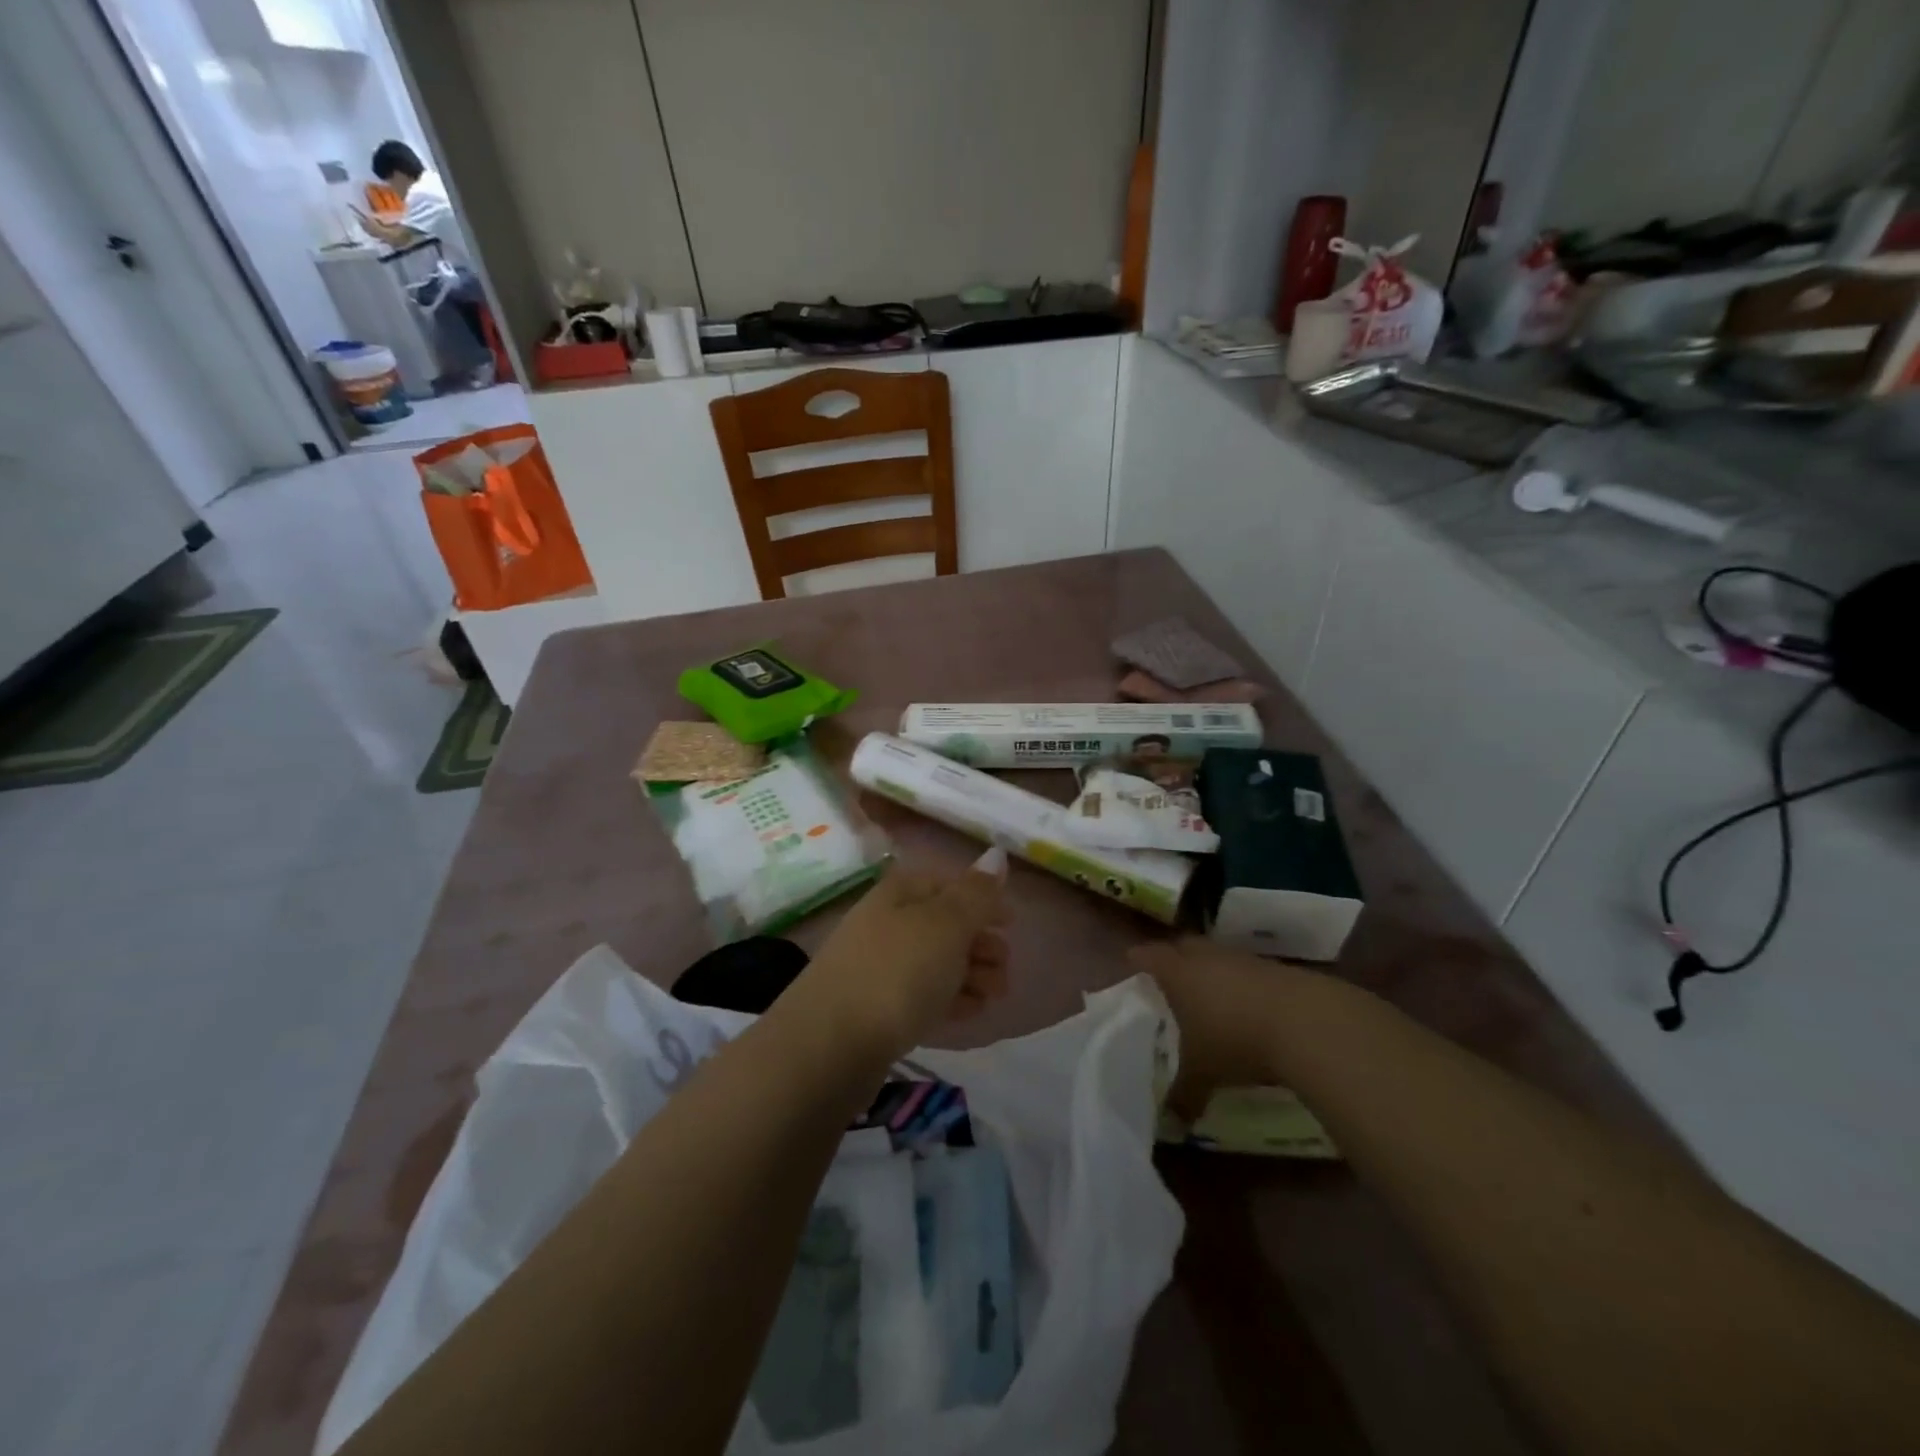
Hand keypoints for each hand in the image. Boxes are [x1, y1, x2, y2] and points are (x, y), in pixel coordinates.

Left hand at [803, 848, 1010, 1058]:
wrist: (830, 1044)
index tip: (1012, 923)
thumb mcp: (946, 925)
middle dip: (980, 942)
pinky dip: (950, 998)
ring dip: (971, 973)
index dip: (982, 899)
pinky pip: (922, 995)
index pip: (947, 884)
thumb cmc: (896, 971)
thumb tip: (996, 854)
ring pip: (935, 962)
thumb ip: (976, 894)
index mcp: (899, 893)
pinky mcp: (876, 1009)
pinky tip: (971, 1012)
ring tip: (995, 995)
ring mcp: (878, 967)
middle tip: (1006, 967)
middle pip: (943, 924)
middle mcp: (886, 922)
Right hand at [1129, 939, 1294, 1113]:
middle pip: (1182, 947)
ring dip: (1211, 972)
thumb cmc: (1235, 1040)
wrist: (1305, 1023)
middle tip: (1168, 981)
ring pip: (1216, 957)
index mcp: (1177, 972)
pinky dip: (1241, 985)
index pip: (1147, 956)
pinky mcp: (1274, 968)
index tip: (1132, 968)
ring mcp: (1242, 959)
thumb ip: (1183, 1095)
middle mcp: (1205, 957)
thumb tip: (1171, 1124)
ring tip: (1209, 999)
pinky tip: (1247, 1009)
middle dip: (1174, 960)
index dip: (1138, 961)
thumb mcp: (1203, 1074)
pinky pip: (1246, 971)